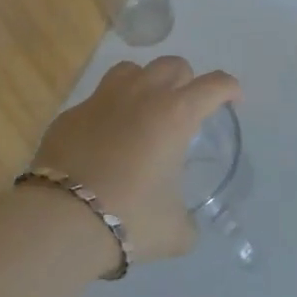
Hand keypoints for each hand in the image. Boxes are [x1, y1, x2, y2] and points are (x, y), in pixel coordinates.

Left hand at [30, 57, 241, 265]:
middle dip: (186, 82)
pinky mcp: (71, 114)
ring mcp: (103, 99)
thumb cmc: (130, 218)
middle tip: (185, 110)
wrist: (62, 220)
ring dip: (146, 84)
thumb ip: (188, 221)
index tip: (234, 100)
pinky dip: (108, 112)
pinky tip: (104, 140)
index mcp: (176, 114)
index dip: (230, 88)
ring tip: (145, 111)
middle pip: (173, 65)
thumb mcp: (175, 230)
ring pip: (132, 70)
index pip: (214, 85)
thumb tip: (184, 224)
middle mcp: (142, 95)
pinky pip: (97, 100)